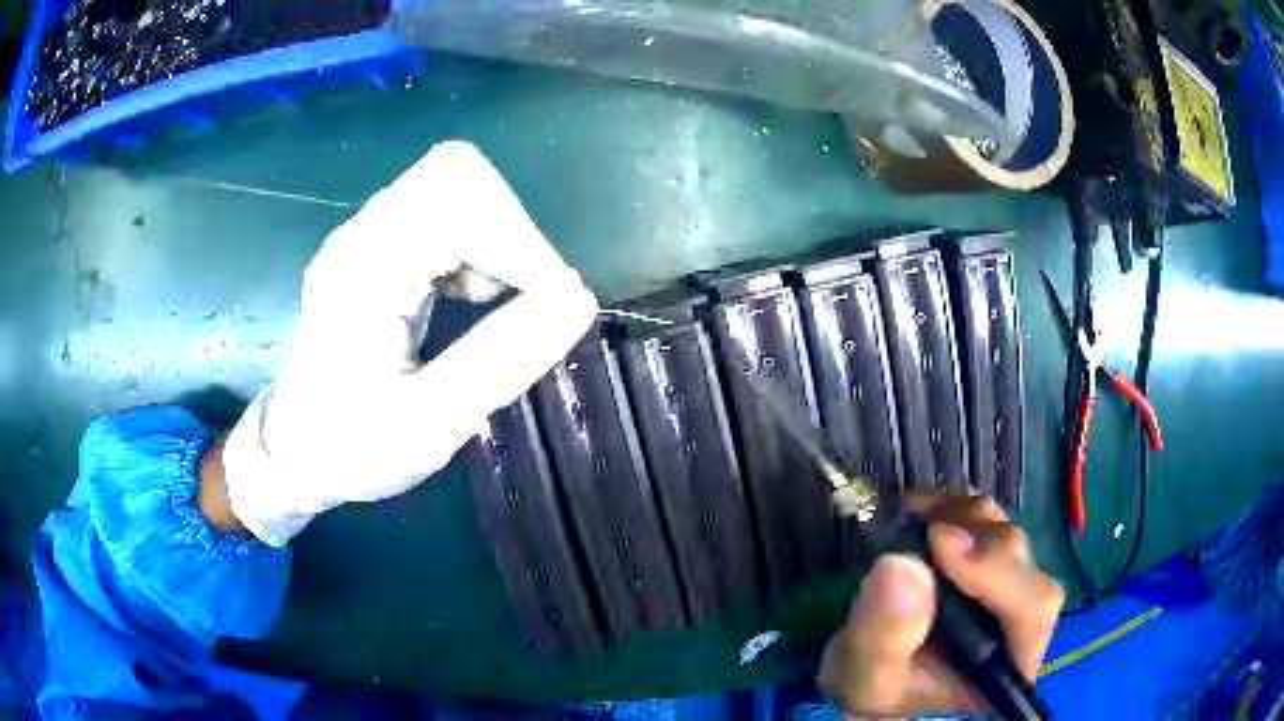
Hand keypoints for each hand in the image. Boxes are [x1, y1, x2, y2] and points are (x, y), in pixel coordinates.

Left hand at [222, 141, 598, 547]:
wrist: (298, 448)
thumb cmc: (352, 446)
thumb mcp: (428, 424)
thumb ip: (501, 361)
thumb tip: (578, 301)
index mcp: (363, 267)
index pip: (457, 198)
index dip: (518, 243)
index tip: (551, 306)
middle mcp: (363, 233)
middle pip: (457, 174)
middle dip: (509, 231)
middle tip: (521, 298)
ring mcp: (370, 234)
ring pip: (456, 187)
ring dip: (496, 236)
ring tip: (495, 301)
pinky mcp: (381, 245)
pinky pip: (446, 211)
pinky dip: (479, 242)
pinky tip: (470, 293)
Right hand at [817, 492, 1063, 716]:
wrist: (868, 671)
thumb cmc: (875, 689)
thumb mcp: (865, 679)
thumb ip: (883, 636)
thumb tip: (902, 563)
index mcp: (1007, 664)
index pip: (1031, 611)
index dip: (998, 571)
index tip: (940, 543)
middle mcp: (1018, 619)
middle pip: (1023, 562)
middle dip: (975, 540)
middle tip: (921, 531)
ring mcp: (1004, 582)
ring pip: (1005, 531)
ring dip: (960, 518)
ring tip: (910, 523)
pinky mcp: (985, 556)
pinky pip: (984, 517)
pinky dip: (950, 507)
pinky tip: (917, 514)